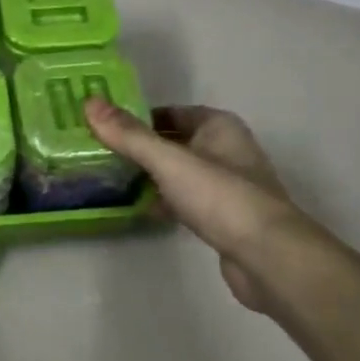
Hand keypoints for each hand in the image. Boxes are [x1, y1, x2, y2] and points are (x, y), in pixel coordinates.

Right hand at [85, 99, 321, 313]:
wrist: (269, 258)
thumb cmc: (220, 197)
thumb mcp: (168, 161)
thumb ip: (129, 135)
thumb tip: (90, 102)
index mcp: (218, 126)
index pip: (169, 113)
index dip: (136, 117)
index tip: (102, 125)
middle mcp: (225, 150)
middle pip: (173, 142)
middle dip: (139, 148)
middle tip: (98, 152)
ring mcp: (226, 186)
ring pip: (178, 173)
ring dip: (150, 176)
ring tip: (110, 179)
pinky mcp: (223, 219)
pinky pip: (185, 200)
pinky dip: (163, 201)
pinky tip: (139, 209)